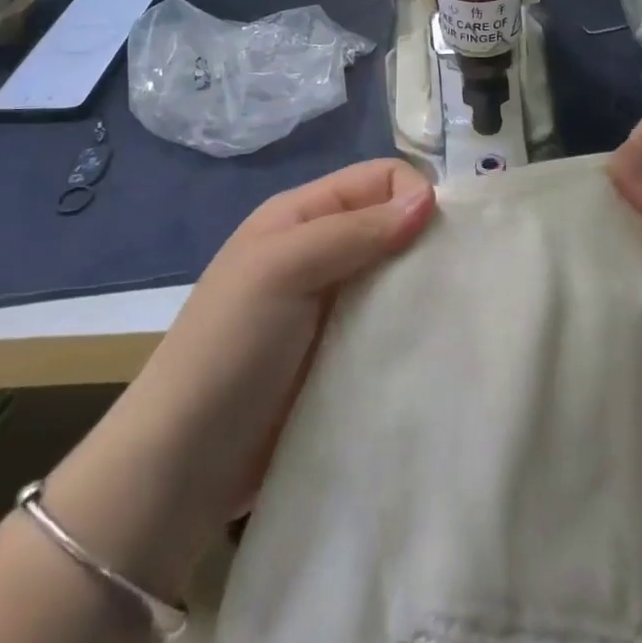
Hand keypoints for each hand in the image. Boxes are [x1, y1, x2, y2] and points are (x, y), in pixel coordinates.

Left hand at [41, 159, 434, 601]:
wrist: (184, 463)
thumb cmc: (228, 348)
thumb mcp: (282, 270)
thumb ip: (353, 231)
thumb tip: (429, 199)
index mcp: (303, 215)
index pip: (380, 179)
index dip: (415, 195)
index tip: (441, 241)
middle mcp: (322, 252)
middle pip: (394, 225)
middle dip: (427, 244)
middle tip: (458, 283)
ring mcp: (333, 307)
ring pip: (398, 277)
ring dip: (423, 291)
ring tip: (453, 319)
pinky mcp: (344, 356)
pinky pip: (392, 327)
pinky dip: (413, 330)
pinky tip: (433, 349)